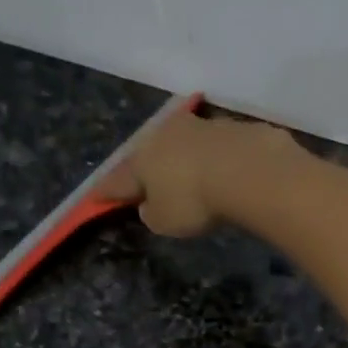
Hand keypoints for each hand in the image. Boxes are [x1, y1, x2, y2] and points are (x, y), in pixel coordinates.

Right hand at [106, 110, 304, 237]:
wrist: (249, 170)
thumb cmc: (195, 201)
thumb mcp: (164, 221)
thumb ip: (152, 214)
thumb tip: (150, 205)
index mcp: (143, 157)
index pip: (120, 178)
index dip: (109, 190)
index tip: (98, 195)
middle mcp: (168, 133)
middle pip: (153, 153)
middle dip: (151, 168)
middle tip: (152, 183)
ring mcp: (203, 126)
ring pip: (187, 144)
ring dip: (187, 159)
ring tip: (194, 177)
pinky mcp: (236, 128)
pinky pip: (220, 147)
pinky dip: (219, 159)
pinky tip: (228, 172)